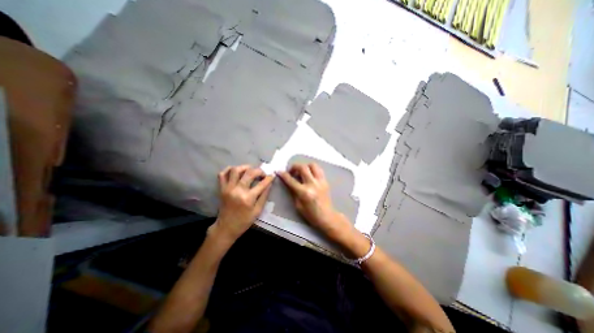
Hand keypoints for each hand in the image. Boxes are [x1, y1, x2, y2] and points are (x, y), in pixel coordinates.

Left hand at [209, 165, 273, 242]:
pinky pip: (222, 174)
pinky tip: (236, 171)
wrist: (226, 227)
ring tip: (250, 170)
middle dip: (259, 171)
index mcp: (248, 198)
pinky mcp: (221, 188)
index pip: (261, 184)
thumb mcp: (258, 211)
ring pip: (235, 170)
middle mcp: (237, 190)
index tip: (272, 175)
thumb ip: (264, 196)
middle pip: (249, 173)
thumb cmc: (244, 221)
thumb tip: (269, 184)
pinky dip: (229, 170)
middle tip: (262, 173)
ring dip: (245, 167)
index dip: (269, 178)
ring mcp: (228, 188)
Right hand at [278, 163, 351, 239]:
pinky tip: (309, 174)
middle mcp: (313, 184)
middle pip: (303, 167)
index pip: (291, 180)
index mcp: (304, 192)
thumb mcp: (297, 205)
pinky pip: (319, 170)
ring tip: (302, 171)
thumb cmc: (310, 214)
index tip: (279, 171)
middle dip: (294, 166)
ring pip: (313, 165)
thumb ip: (293, 191)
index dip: (283, 175)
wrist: (326, 216)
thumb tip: (289, 182)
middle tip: (291, 171)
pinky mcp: (325, 181)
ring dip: (305, 166)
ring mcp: (320, 181)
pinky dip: (312, 169)